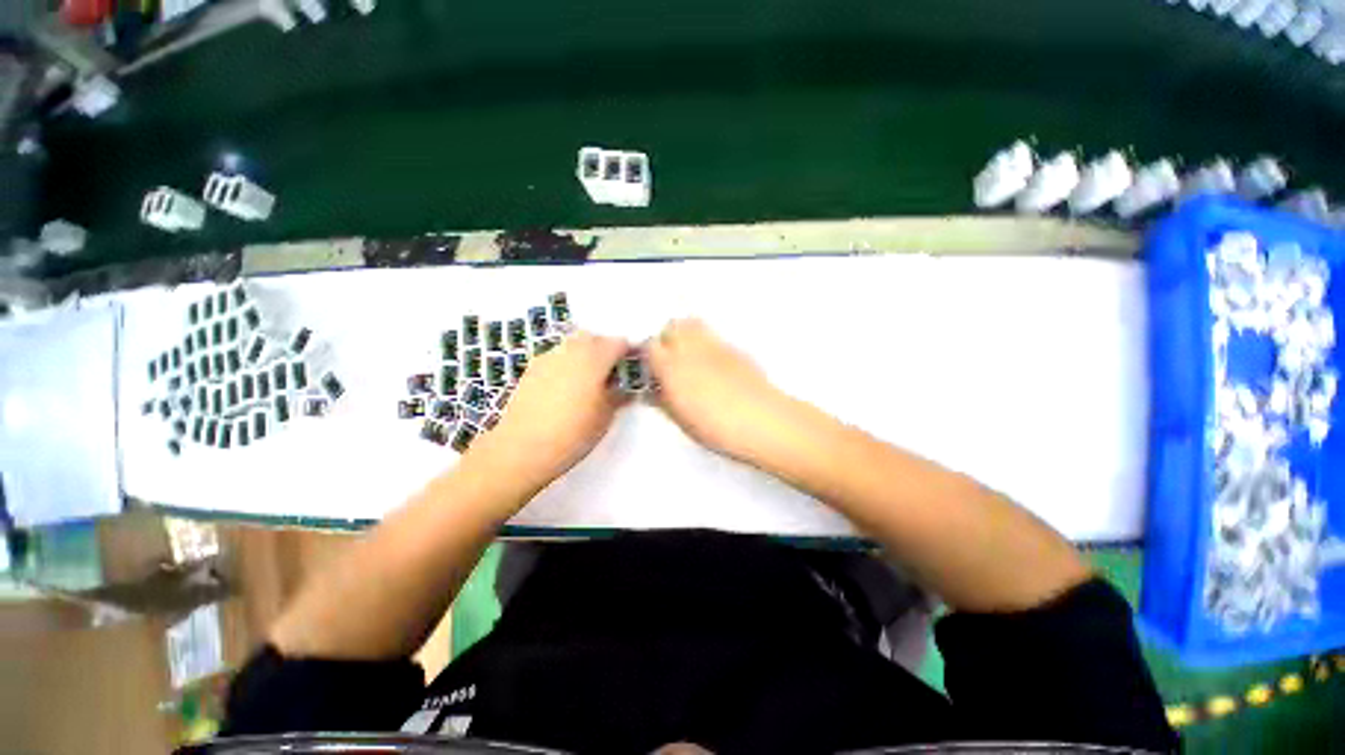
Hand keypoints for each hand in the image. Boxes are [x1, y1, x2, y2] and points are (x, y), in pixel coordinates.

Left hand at [472, 330, 629, 488]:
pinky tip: (566, 387)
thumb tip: (626, 386)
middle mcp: (571, 350)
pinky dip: (567, 363)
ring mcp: (548, 357)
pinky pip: (557, 356)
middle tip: (611, 373)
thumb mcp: (606, 416)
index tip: (631, 368)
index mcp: (594, 358)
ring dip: (585, 354)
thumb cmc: (573, 433)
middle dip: (606, 349)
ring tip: (588, 380)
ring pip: (573, 344)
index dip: (629, 353)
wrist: (522, 448)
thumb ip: (619, 395)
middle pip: (594, 338)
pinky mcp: (532, 368)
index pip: (619, 343)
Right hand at [647, 318, 793, 463]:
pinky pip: (713, 336)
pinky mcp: (734, 348)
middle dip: (666, 339)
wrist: (762, 421)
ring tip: (689, 356)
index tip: (652, 369)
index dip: (649, 357)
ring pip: (692, 324)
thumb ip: (663, 401)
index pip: (650, 346)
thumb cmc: (720, 427)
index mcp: (672, 368)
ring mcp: (715, 345)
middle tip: (669, 360)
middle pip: (671, 326)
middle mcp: (692, 350)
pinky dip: (706, 342)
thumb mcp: (681, 420)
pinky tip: (712, 364)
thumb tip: (654, 392)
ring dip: (685, 334)